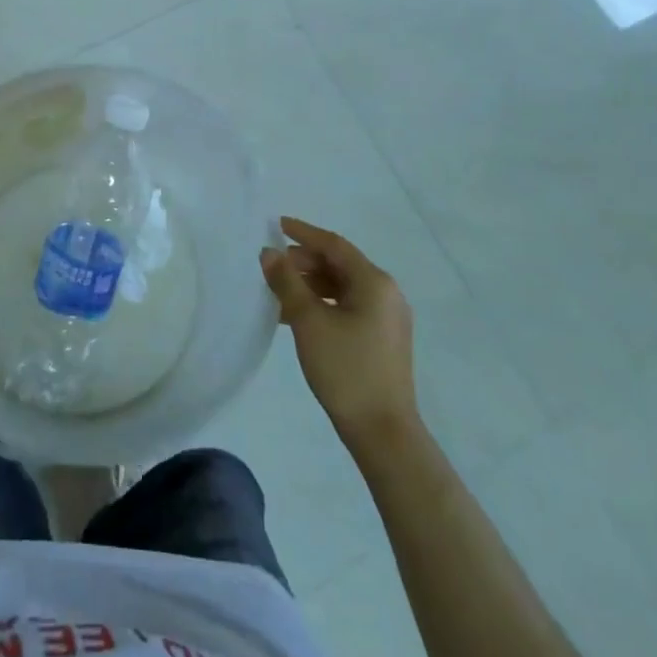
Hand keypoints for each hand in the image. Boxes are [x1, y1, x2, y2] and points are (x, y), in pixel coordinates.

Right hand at [260, 216, 417, 452]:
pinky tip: (296, 317)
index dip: (303, 233)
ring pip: (342, 288)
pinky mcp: (382, 339)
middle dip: (304, 261)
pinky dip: (322, 304)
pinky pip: (348, 307)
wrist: (382, 432)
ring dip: (310, 285)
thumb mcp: (308, 321)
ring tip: (278, 292)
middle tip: (272, 265)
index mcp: (374, 282)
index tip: (276, 224)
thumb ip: (286, 282)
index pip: (334, 245)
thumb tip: (269, 253)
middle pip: (339, 265)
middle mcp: (386, 293)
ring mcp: (387, 318)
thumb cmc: (346, 369)